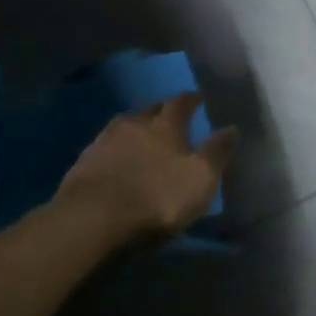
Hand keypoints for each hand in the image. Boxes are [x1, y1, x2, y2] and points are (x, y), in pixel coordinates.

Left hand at [57, 93, 239, 243]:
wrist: (92, 219)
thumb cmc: (156, 197)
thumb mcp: (199, 179)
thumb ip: (216, 152)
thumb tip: (232, 127)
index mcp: (165, 124)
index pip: (181, 103)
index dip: (191, 99)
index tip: (197, 97)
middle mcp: (134, 123)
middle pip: (150, 110)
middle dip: (162, 111)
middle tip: (170, 117)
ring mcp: (104, 141)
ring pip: (125, 127)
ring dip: (136, 130)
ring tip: (142, 138)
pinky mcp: (82, 163)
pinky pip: (105, 147)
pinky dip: (116, 150)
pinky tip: (117, 161)